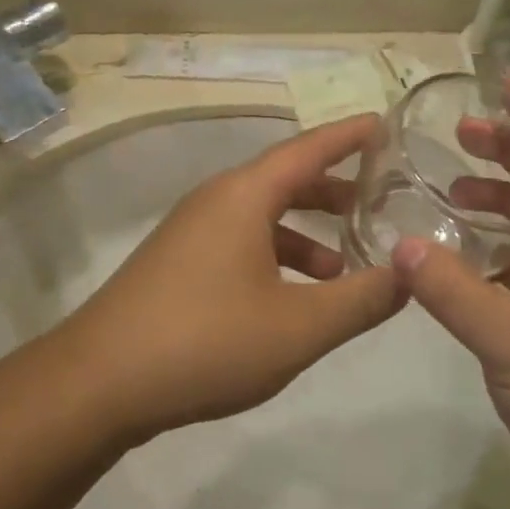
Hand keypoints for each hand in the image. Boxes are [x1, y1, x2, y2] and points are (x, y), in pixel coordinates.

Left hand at [51, 116, 405, 442]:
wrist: (99, 383)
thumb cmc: (206, 342)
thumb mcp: (299, 326)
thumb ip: (361, 300)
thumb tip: (410, 276)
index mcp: (243, 195)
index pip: (309, 149)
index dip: (349, 136)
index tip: (385, 124)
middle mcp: (215, 200)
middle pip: (285, 178)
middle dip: (333, 189)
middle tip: (378, 201)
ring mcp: (191, 231)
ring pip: (261, 214)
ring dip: (305, 232)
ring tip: (344, 264)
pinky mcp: (177, 262)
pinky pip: (240, 241)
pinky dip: (275, 255)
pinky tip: (292, 297)